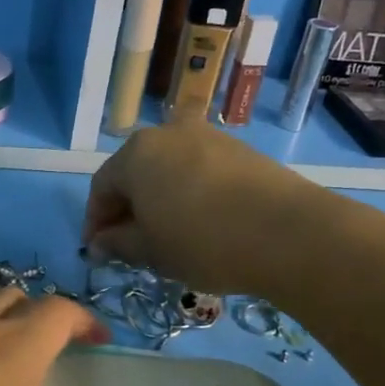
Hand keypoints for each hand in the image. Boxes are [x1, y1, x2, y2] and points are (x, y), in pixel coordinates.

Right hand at [84, 120, 317, 295]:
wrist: (289, 233)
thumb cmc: (202, 242)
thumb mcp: (149, 251)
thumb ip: (117, 243)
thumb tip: (99, 242)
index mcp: (136, 153)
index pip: (101, 187)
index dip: (95, 222)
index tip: (97, 252)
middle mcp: (168, 133)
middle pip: (135, 173)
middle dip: (127, 209)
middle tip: (129, 245)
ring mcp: (208, 136)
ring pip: (168, 170)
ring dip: (159, 200)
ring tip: (166, 235)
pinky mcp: (240, 150)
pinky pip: (199, 171)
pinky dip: (189, 194)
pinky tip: (200, 223)